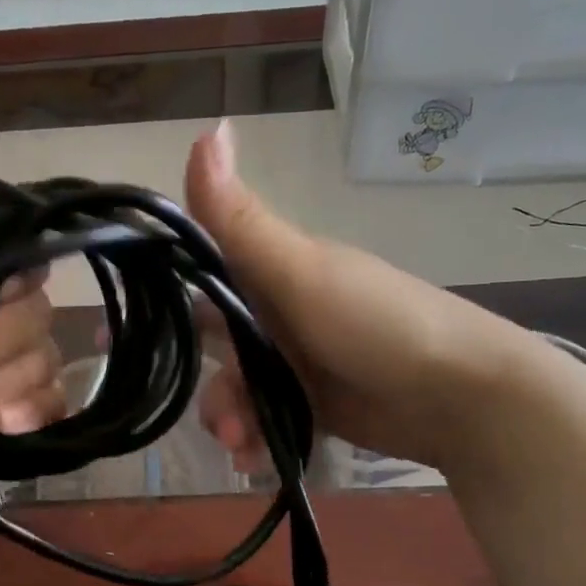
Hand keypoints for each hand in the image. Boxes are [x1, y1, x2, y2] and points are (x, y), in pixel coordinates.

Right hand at [187, 120, 521, 472]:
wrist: (460, 394)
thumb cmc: (376, 323)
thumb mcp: (301, 271)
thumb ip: (240, 220)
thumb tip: (205, 125)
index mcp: (274, 273)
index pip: (203, 279)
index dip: (168, 302)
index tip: (125, 336)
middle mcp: (280, 315)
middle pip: (216, 348)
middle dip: (208, 385)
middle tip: (220, 418)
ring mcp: (297, 364)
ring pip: (238, 392)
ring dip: (230, 420)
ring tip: (242, 444)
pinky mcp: (313, 407)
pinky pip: (266, 424)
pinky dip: (257, 443)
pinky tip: (258, 460)